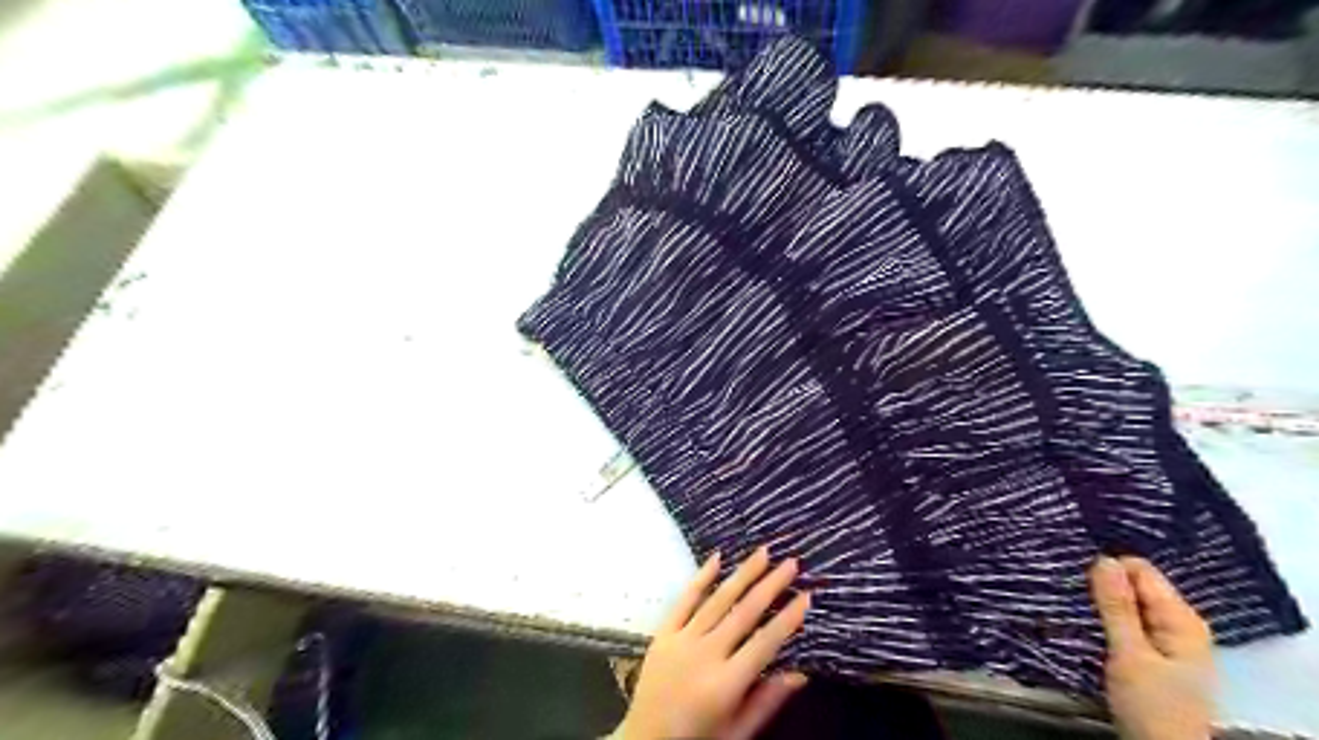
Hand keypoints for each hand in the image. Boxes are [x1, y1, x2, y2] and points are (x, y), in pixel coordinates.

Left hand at [623, 546, 814, 735]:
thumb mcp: (737, 732)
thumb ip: (766, 701)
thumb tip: (800, 673)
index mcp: (726, 684)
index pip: (765, 643)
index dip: (788, 618)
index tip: (806, 595)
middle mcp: (705, 655)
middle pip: (744, 613)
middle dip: (770, 585)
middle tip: (791, 563)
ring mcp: (681, 640)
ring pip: (717, 600)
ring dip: (742, 574)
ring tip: (763, 552)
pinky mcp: (663, 633)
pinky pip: (684, 600)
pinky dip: (701, 578)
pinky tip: (717, 558)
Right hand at [1092, 556, 1215, 739]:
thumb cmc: (1151, 706)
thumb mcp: (1129, 654)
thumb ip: (1117, 607)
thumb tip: (1103, 559)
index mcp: (1181, 618)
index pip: (1140, 570)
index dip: (1107, 568)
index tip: (1076, 574)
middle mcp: (1179, 622)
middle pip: (1136, 584)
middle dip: (1104, 584)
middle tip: (1072, 591)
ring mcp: (1169, 638)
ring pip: (1130, 603)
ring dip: (1104, 601)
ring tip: (1075, 602)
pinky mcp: (1155, 652)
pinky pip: (1130, 619)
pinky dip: (1109, 616)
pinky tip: (1090, 620)